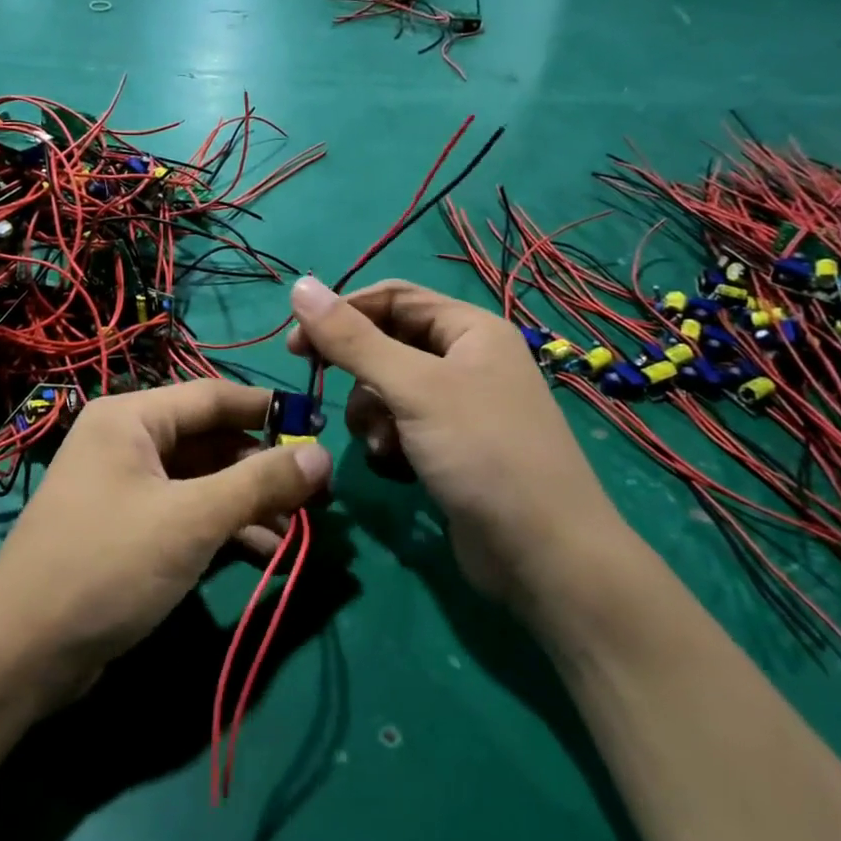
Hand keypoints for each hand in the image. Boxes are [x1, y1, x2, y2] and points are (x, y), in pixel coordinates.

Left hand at [0, 380, 331, 706]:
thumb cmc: (107, 565)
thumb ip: (259, 483)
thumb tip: (322, 454)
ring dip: (249, 502)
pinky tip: (267, 552)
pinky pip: (186, 512)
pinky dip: (224, 527)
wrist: (23, 653)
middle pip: (210, 440)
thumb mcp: (191, 520)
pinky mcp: (127, 528)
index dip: (269, 411)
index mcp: (132, 418)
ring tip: (300, 530)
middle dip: (263, 467)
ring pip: (202, 480)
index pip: (214, 397)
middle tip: (317, 494)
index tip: (320, 429)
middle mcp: (126, 442)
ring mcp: (125, 487)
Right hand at [287, 277, 624, 600]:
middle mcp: (466, 359)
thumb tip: (299, 286)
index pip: (393, 298)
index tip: (296, 344)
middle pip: (388, 343)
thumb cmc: (483, 453)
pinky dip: (388, 440)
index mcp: (469, 329)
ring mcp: (460, 406)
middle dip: (357, 370)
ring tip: (379, 442)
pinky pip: (401, 425)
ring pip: (388, 388)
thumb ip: (353, 339)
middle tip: (317, 385)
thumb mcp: (413, 388)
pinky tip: (393, 464)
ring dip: (371, 412)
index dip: (342, 312)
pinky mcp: (450, 447)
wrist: (543, 555)